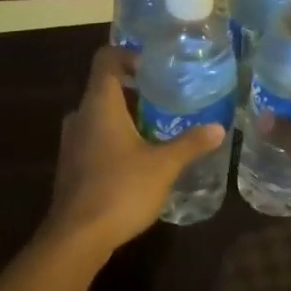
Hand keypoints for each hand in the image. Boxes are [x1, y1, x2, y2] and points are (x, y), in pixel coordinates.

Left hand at [42, 46, 225, 256]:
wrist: (77, 237)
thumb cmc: (121, 190)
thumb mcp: (163, 166)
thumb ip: (190, 144)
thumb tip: (219, 128)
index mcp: (99, 104)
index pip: (106, 59)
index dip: (128, 54)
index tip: (154, 65)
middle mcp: (81, 115)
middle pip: (104, 86)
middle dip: (134, 88)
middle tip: (166, 96)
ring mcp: (71, 141)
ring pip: (99, 114)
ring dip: (125, 115)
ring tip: (157, 126)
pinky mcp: (71, 164)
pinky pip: (94, 136)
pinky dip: (114, 136)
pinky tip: (138, 157)